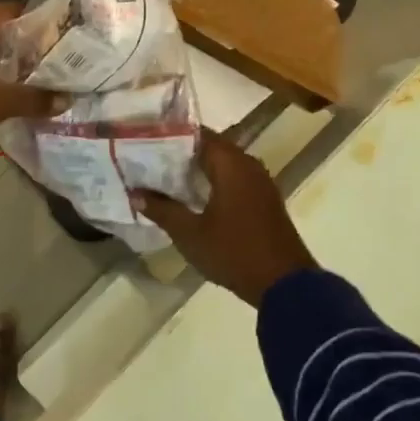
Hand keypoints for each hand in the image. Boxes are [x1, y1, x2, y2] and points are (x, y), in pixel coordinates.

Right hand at [133, 131, 317, 305]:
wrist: (285, 285)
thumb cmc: (234, 252)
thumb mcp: (190, 233)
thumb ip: (162, 209)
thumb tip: (134, 193)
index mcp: (231, 165)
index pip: (198, 135)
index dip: (171, 135)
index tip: (146, 139)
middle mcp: (248, 165)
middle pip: (211, 147)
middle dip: (181, 152)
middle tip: (149, 158)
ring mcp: (260, 183)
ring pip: (223, 164)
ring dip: (198, 168)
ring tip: (164, 175)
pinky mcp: (264, 200)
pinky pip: (234, 179)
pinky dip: (213, 181)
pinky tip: (192, 196)